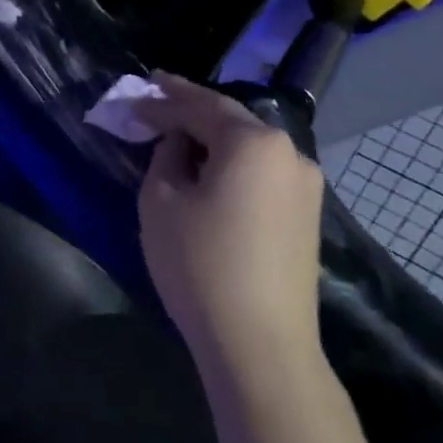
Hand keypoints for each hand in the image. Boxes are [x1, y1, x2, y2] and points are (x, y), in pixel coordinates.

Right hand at [135, 73, 327, 379]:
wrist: (261, 344)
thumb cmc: (201, 264)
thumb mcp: (160, 201)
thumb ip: (166, 156)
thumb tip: (179, 144)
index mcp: (253, 141)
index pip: (200, 106)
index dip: (162, 101)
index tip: (135, 97)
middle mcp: (289, 152)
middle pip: (230, 120)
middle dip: (191, 111)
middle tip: (156, 102)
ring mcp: (305, 185)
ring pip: (249, 146)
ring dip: (214, 138)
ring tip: (179, 136)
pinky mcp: (307, 215)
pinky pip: (262, 172)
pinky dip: (233, 164)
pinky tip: (211, 172)